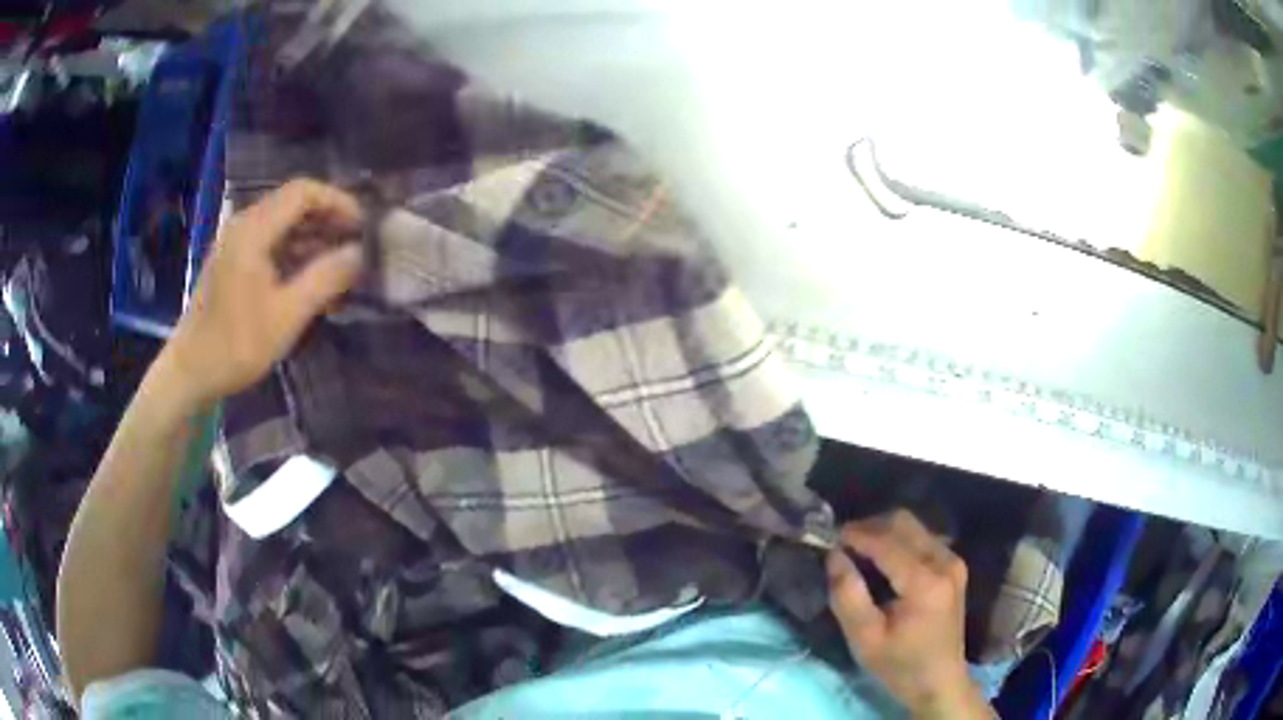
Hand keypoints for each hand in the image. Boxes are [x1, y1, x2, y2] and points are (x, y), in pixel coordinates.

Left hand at [160, 179, 364, 407]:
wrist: (190, 372)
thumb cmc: (236, 344)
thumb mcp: (287, 315)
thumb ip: (325, 279)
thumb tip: (359, 254)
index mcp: (253, 230)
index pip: (303, 192)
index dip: (337, 201)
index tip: (362, 226)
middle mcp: (243, 225)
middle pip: (292, 203)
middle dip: (328, 219)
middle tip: (355, 244)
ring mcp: (234, 242)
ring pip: (281, 223)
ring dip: (312, 237)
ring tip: (338, 263)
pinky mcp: (231, 261)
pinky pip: (269, 242)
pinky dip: (293, 251)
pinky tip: (309, 277)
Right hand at [827, 510, 991, 718]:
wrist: (940, 682)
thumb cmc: (899, 665)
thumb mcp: (864, 638)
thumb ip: (848, 595)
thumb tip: (834, 555)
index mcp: (925, 583)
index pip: (886, 542)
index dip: (856, 535)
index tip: (829, 537)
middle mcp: (944, 562)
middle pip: (904, 523)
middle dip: (870, 526)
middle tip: (842, 543)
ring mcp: (953, 561)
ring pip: (914, 527)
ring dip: (884, 532)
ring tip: (858, 551)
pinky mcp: (954, 566)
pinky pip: (923, 538)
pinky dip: (899, 541)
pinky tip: (882, 561)